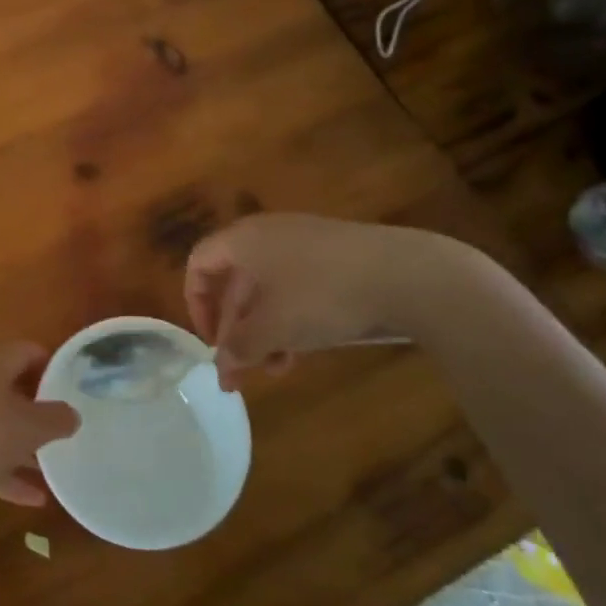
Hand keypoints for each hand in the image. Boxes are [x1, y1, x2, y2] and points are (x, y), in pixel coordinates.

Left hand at [0, 342, 80, 508]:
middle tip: (63, 422)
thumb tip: (72, 413)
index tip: (71, 381)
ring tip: (54, 461)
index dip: (50, 362)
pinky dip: (8, 473)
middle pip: (10, 388)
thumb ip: (56, 418)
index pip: (25, 351)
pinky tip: (35, 497)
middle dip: (37, 406)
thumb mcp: (31, 427)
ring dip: (23, 443)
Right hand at [185, 213, 448, 379]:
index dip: (197, 305)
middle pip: (234, 282)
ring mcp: (304, 243)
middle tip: (243, 370)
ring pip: (267, 290)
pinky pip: (296, 287)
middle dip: (236, 330)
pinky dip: (291, 317)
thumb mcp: (273, 327)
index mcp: (243, 240)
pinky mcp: (335, 256)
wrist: (408, 274)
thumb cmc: (322, 295)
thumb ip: (239, 348)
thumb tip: (222, 367)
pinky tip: (305, 349)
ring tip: (277, 368)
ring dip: (264, 331)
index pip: (199, 264)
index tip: (213, 343)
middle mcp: (267, 234)